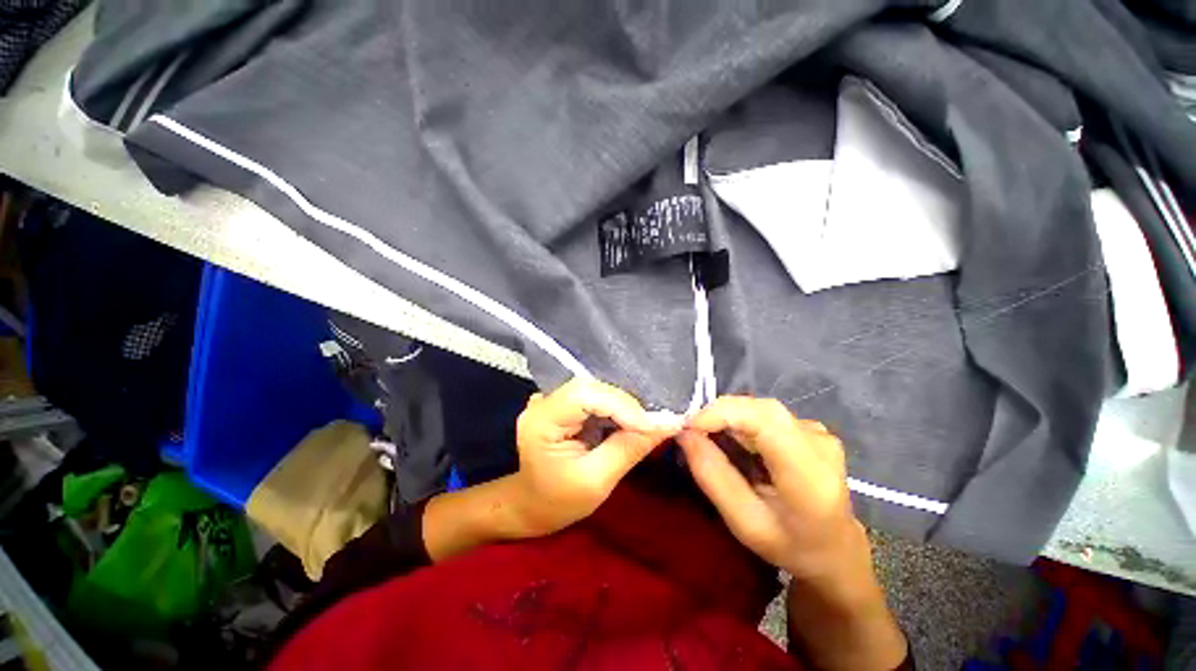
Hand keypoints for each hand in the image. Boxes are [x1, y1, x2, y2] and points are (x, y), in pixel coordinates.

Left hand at [511, 378, 681, 536]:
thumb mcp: (597, 481)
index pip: (584, 395)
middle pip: (592, 386)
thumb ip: (630, 448)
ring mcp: (553, 399)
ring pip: (597, 388)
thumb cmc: (559, 501)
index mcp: (541, 420)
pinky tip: (631, 419)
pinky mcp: (564, 402)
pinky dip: (617, 406)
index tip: (651, 426)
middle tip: (655, 423)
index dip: (621, 405)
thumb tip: (669, 423)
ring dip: (624, 404)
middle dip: (626, 403)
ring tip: (648, 421)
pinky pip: (596, 395)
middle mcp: (544, 401)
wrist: (534, 505)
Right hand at [678, 397, 906, 669]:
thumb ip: (712, 476)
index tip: (689, 427)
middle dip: (719, 414)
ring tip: (710, 440)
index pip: (765, 421)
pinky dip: (742, 422)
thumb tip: (685, 434)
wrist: (836, 550)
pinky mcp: (811, 428)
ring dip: (729, 418)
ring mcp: (818, 432)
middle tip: (692, 432)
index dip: (723, 413)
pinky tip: (736, 444)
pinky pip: (766, 415)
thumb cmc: (790, 546)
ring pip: (760, 409)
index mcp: (809, 476)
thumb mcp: (744, 523)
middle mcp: (819, 444)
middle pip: (761, 409)